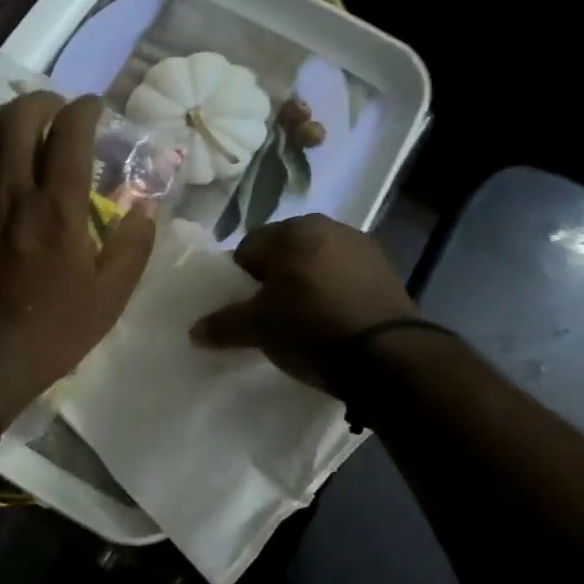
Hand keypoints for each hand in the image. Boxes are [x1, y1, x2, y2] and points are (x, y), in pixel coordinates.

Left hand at [0, 92, 156, 420]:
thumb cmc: (53, 331)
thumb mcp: (110, 297)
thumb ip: (133, 247)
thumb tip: (146, 208)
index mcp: (58, 209)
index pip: (70, 133)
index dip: (85, 109)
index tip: (95, 109)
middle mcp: (13, 193)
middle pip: (19, 119)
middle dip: (42, 101)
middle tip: (57, 109)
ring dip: (4, 114)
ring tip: (20, 120)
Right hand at [189, 213, 417, 388]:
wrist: (388, 356)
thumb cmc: (310, 327)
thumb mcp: (258, 328)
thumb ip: (223, 325)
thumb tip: (195, 331)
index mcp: (294, 229)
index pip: (249, 249)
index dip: (239, 280)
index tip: (242, 309)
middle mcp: (331, 227)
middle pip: (285, 255)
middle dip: (274, 282)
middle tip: (268, 318)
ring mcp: (365, 249)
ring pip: (317, 266)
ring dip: (306, 288)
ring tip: (302, 324)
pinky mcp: (388, 274)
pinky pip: (345, 280)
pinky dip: (334, 296)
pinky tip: (332, 325)